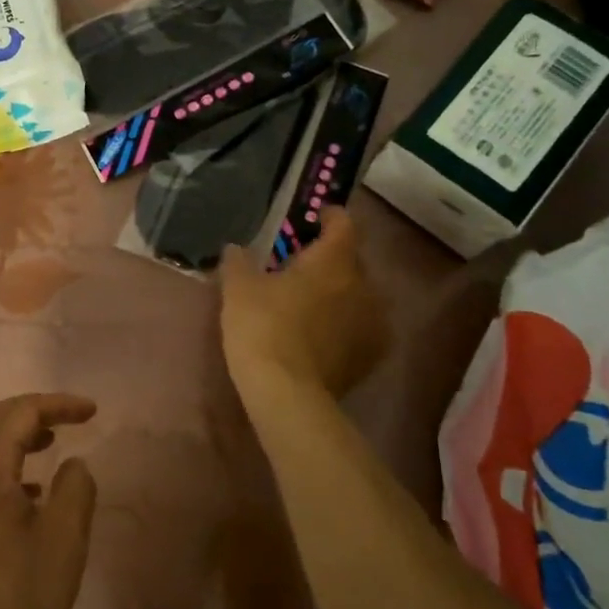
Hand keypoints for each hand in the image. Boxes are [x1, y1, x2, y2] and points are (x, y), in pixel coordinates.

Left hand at [0, 393, 97, 608]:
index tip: (92, 411)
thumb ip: (76, 488)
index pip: (20, 414)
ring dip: (19, 434)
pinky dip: (7, 461)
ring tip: (54, 443)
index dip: (58, 404)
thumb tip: (74, 463)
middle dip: (35, 411)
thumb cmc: (20, 600)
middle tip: (72, 419)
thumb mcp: (65, 541)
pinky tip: (33, 489)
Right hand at [219, 206, 389, 397]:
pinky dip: (344, 324)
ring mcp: (373, 323)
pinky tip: (320, 335)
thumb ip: (238, 261)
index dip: (328, 216)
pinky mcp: (372, 355)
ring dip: (338, 294)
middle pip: (350, 260)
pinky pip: (360, 327)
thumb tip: (235, 248)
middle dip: (328, 259)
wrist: (287, 392)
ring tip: (309, 304)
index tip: (311, 218)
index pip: (343, 223)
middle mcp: (363, 285)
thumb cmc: (262, 327)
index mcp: (334, 261)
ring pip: (358, 295)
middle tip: (297, 267)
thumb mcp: (238, 288)